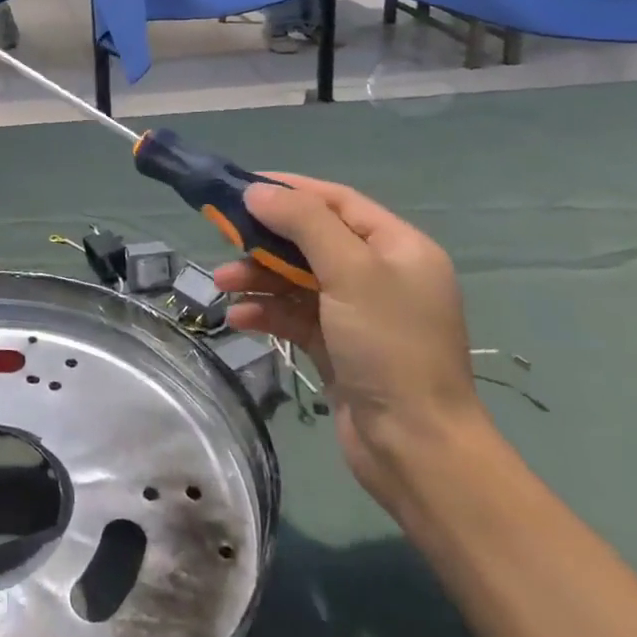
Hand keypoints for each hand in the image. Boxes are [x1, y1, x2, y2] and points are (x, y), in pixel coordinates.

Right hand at [214, 176, 486, 514]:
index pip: (336, 201)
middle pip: (311, 240)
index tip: (241, 186)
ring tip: (221, 284)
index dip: (289, 190)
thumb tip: (257, 190)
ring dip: (258, 277)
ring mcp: (358, 313)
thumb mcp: (351, 272)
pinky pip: (294, 315)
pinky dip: (266, 312)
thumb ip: (304, 223)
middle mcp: (380, 274)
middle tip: (222, 236)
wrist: (415, 449)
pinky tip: (239, 319)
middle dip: (265, 239)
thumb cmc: (390, 346)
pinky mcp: (337, 346)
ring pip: (296, 278)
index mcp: (398, 247)